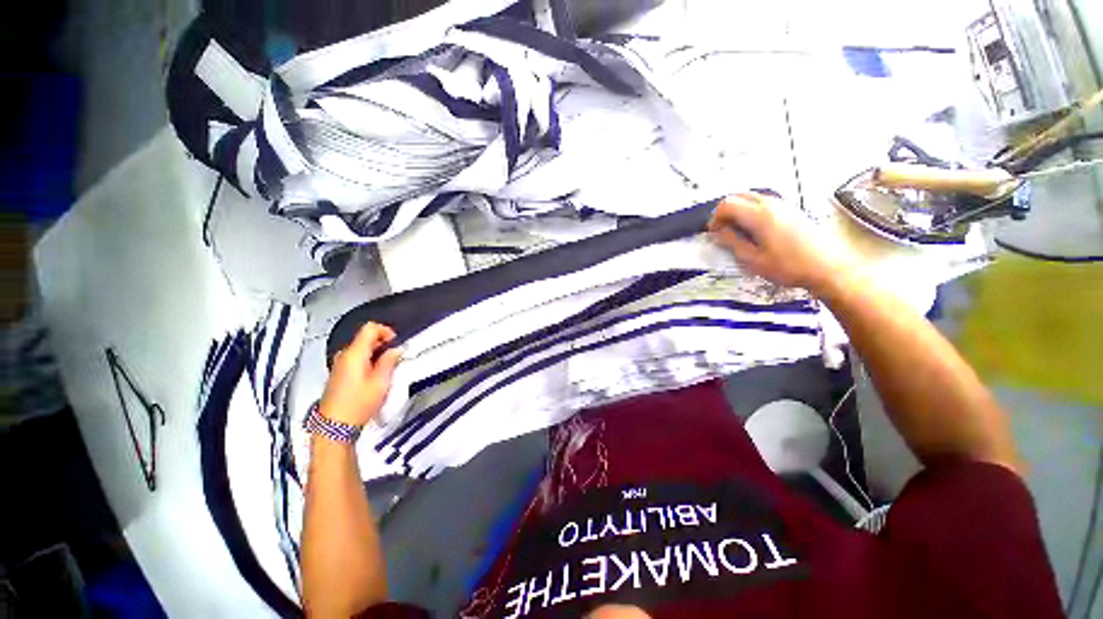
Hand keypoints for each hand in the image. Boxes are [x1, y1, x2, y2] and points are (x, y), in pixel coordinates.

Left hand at [319, 323, 402, 427]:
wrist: (334, 426)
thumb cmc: (358, 404)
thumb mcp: (381, 382)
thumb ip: (390, 361)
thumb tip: (396, 350)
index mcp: (354, 354)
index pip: (370, 328)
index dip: (386, 331)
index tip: (395, 342)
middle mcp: (344, 356)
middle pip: (365, 338)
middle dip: (383, 343)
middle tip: (395, 357)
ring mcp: (339, 365)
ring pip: (360, 349)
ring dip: (375, 353)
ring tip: (386, 368)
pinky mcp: (338, 374)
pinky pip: (355, 359)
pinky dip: (367, 361)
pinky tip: (374, 376)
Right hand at [707, 193, 850, 292]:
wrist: (828, 267)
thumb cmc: (788, 266)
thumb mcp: (753, 259)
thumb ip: (732, 242)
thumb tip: (718, 232)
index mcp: (759, 215)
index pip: (727, 204)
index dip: (715, 218)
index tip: (714, 233)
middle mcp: (771, 203)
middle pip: (738, 196)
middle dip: (725, 212)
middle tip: (722, 231)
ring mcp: (784, 204)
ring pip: (752, 198)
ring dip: (738, 211)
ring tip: (738, 232)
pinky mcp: (792, 210)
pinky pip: (764, 203)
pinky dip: (751, 211)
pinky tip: (755, 230)